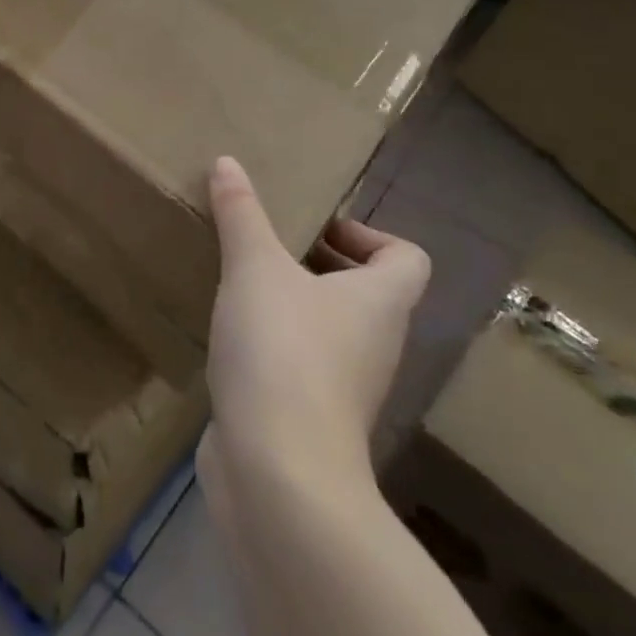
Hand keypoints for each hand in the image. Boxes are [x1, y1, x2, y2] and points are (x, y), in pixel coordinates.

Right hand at [201, 156, 429, 483]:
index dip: (370, 235)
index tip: (313, 228)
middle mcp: (375, 342)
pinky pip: (300, 363)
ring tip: (240, 279)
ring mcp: (346, 386)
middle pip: (365, 290)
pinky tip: (230, 334)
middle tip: (265, 243)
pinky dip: (273, 343)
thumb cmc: (283, 351)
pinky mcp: (310, 416)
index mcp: (380, 301)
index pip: (407, 257)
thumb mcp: (255, 268)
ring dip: (292, 302)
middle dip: (317, 262)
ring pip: (329, 328)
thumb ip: (242, 214)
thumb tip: (228, 162)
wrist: (279, 473)